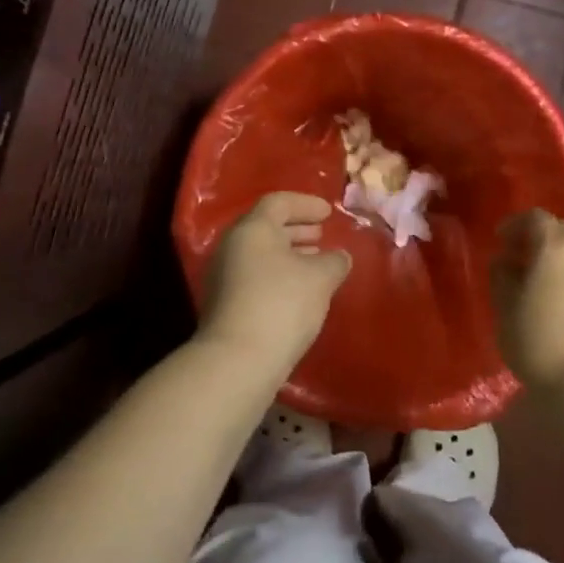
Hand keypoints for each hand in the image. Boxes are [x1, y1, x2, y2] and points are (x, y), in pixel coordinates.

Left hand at [198, 192, 351, 375]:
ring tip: (316, 263)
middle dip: (297, 229)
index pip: (279, 202)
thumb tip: (339, 257)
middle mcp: (232, 246)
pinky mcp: (225, 304)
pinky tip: (300, 292)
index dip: (306, 204)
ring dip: (289, 254)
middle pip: (266, 227)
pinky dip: (279, 275)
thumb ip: (334, 260)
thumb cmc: (282, 304)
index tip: (328, 213)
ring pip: (261, 254)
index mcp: (252, 229)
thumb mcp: (320, 277)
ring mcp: (224, 276)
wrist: (238, 360)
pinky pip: (255, 276)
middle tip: (322, 235)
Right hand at [491, 209, 563, 394]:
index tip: (501, 240)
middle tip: (525, 260)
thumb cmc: (539, 343)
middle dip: (543, 238)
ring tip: (549, 288)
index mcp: (556, 248)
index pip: (536, 217)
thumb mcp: (505, 310)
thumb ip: (502, 277)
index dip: (516, 224)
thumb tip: (505, 261)